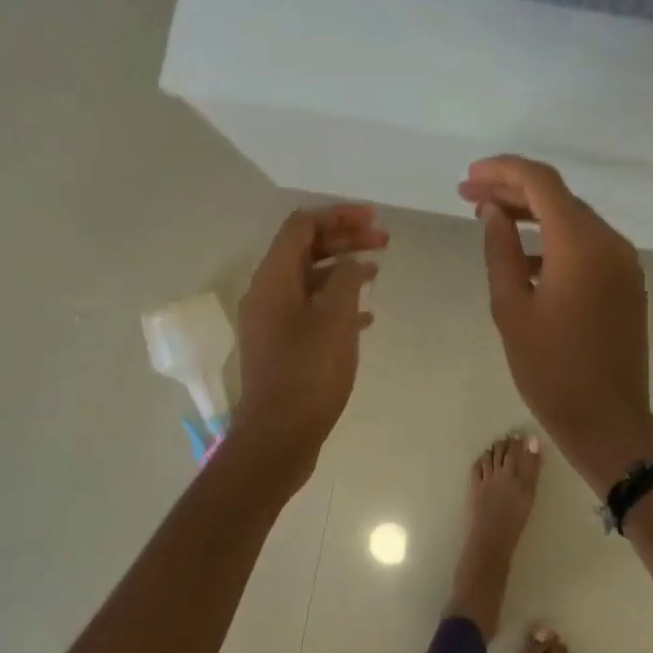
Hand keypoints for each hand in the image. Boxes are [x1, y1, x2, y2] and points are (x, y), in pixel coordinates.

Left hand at [234, 204, 387, 476]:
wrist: (279, 436)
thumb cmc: (308, 373)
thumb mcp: (335, 318)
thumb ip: (346, 279)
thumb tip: (353, 262)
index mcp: (273, 279)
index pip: (302, 226)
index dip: (338, 215)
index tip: (374, 218)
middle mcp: (267, 293)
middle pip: (305, 249)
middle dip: (345, 239)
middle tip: (384, 241)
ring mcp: (273, 321)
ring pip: (310, 280)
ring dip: (343, 269)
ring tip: (378, 271)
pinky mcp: (283, 346)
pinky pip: (311, 309)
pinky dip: (338, 302)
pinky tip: (367, 316)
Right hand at [460, 156, 652, 493]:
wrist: (607, 420)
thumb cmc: (550, 368)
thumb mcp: (510, 308)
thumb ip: (500, 249)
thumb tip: (492, 211)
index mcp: (580, 244)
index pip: (541, 182)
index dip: (502, 170)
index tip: (469, 176)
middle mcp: (610, 242)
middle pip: (558, 197)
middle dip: (513, 190)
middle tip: (468, 194)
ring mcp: (623, 262)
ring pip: (574, 219)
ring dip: (533, 213)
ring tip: (489, 218)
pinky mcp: (627, 282)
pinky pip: (587, 245)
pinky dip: (554, 239)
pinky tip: (523, 257)